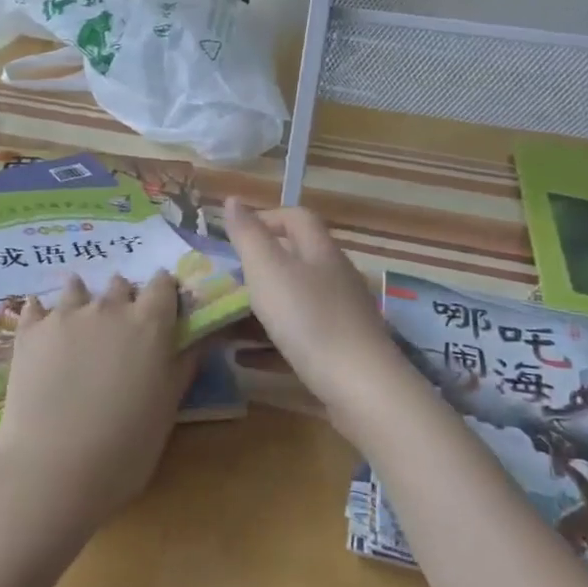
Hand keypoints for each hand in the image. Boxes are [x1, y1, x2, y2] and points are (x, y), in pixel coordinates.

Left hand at [0, 271, 196, 540]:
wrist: (52, 468)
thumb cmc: (125, 447)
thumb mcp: (167, 409)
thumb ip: (182, 366)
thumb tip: (196, 339)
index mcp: (149, 324)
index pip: (163, 285)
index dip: (164, 293)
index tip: (163, 308)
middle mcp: (109, 308)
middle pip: (121, 285)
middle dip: (124, 299)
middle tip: (122, 328)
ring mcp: (65, 315)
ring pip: (77, 287)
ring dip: (83, 299)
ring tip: (81, 322)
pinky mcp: (29, 331)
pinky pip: (36, 306)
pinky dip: (42, 313)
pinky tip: (43, 329)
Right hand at [223, 198, 400, 408]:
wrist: (360, 386)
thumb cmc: (308, 319)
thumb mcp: (268, 270)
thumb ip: (248, 235)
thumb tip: (232, 200)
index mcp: (321, 252)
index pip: (297, 218)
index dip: (266, 217)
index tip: (234, 235)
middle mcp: (336, 277)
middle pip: (298, 259)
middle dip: (260, 267)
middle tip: (226, 281)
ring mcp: (342, 315)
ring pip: (297, 300)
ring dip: (263, 307)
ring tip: (228, 321)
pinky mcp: (341, 350)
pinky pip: (300, 337)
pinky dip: (271, 342)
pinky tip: (245, 358)